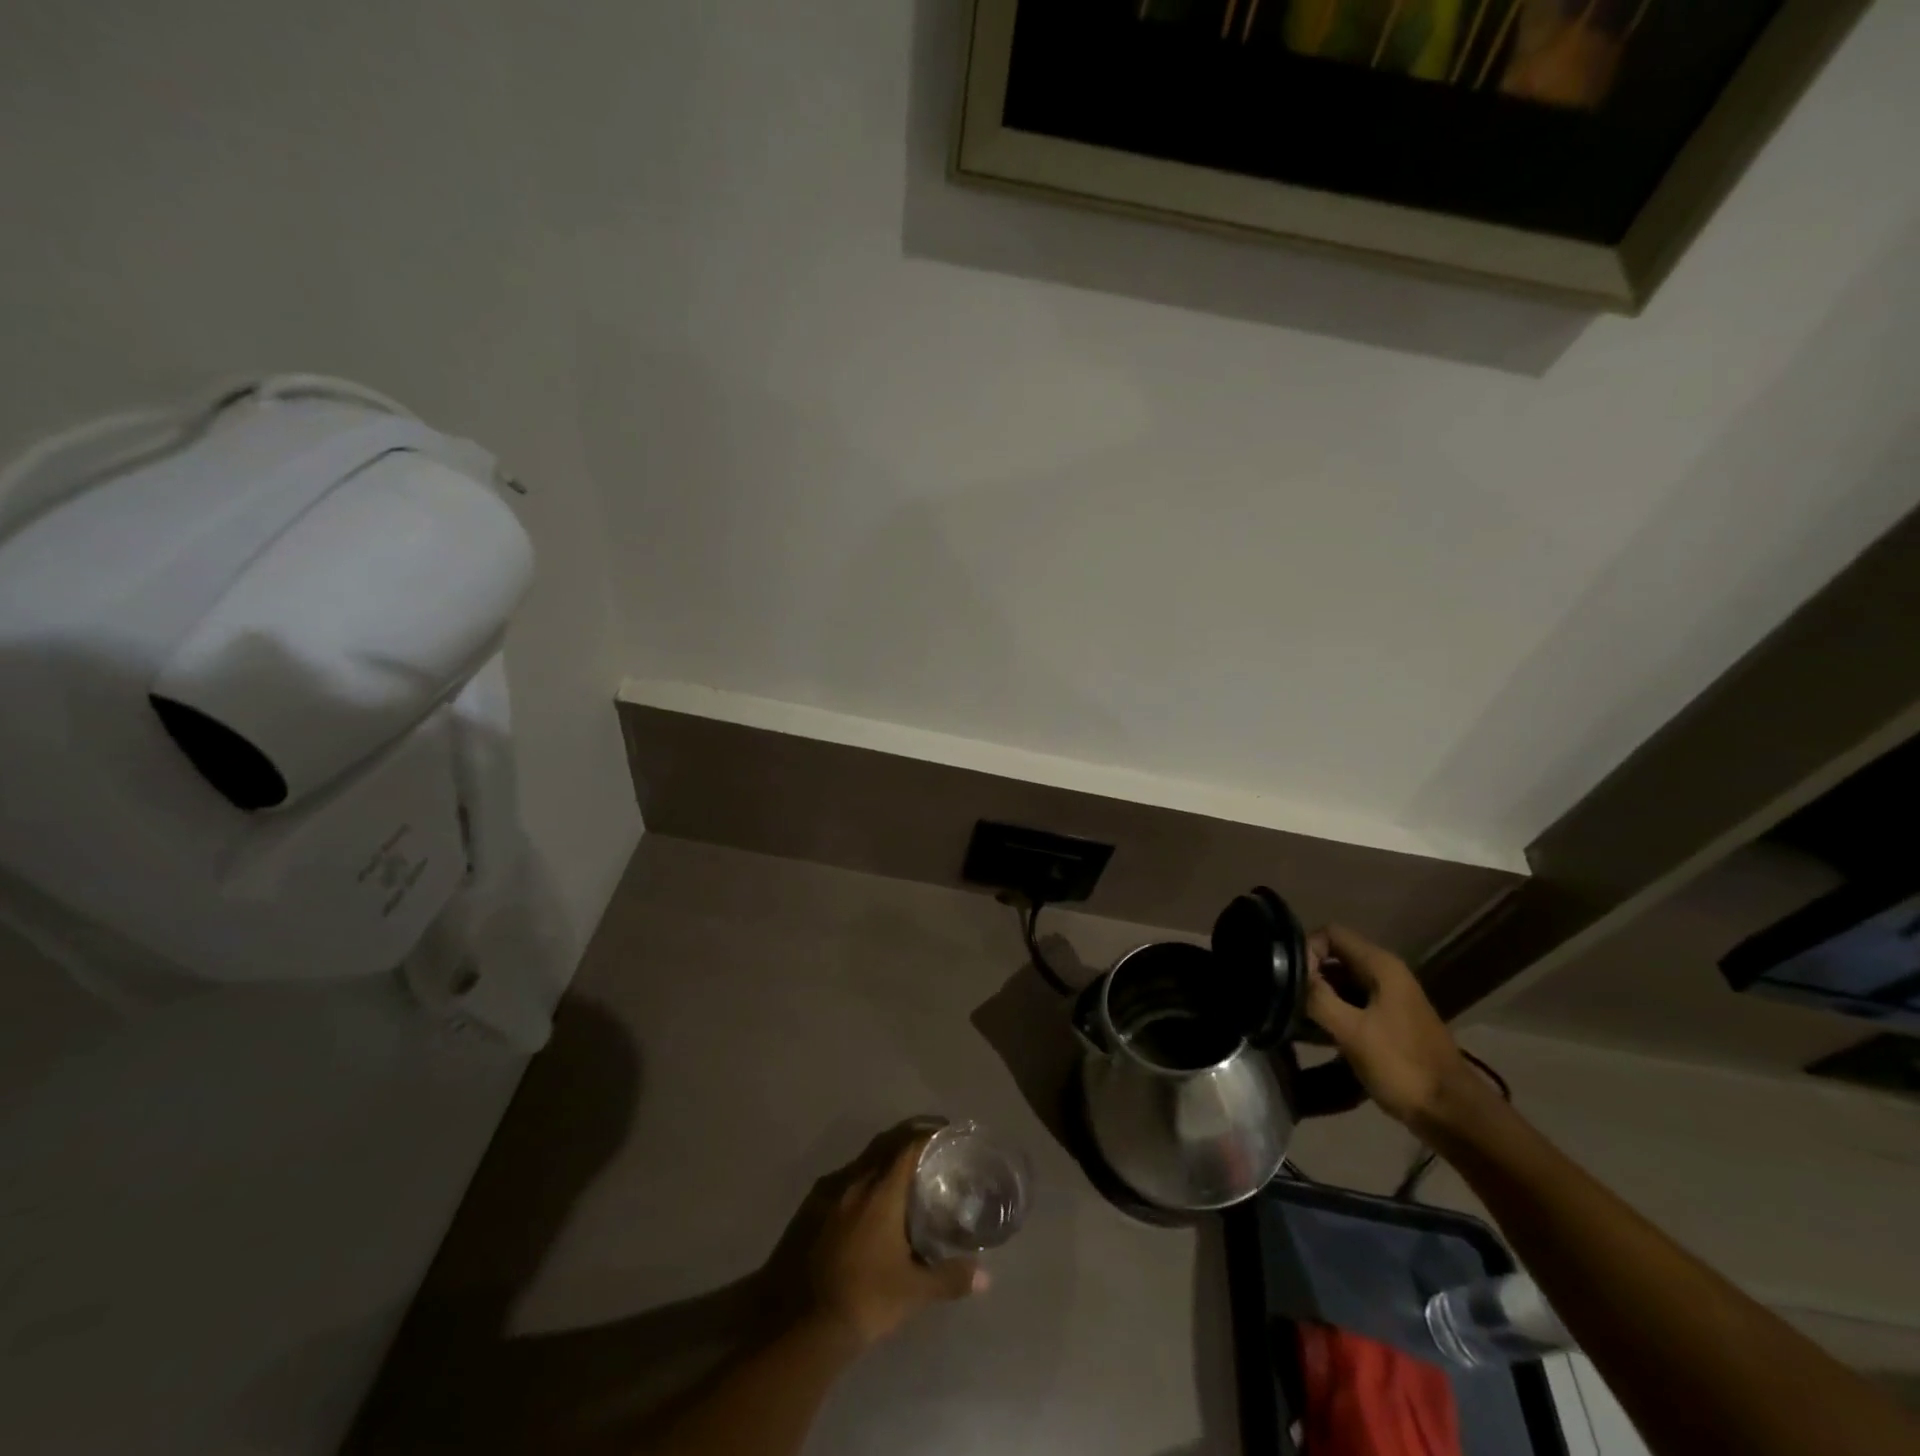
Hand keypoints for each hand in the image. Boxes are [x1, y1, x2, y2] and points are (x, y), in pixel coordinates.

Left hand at [802, 1130, 985, 1346]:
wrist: (803, 1326)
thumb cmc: (866, 1299)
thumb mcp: (914, 1292)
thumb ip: (950, 1278)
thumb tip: (985, 1278)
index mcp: (881, 1192)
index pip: (908, 1147)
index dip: (929, 1136)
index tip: (947, 1135)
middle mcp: (855, 1182)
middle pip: (885, 1146)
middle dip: (908, 1141)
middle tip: (931, 1150)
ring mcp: (829, 1194)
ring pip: (863, 1163)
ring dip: (884, 1163)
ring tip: (904, 1178)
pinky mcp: (811, 1211)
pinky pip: (845, 1182)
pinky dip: (864, 1182)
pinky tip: (870, 1204)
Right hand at [1303, 925, 1491, 1136]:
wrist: (1453, 1114)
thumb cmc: (1402, 1066)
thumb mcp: (1352, 1031)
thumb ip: (1318, 997)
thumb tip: (1289, 974)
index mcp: (1381, 966)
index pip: (1331, 934)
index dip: (1306, 949)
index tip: (1289, 980)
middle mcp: (1386, 974)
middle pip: (1334, 957)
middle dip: (1308, 975)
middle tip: (1285, 1001)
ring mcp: (1389, 999)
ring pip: (1341, 983)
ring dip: (1318, 997)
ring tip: (1293, 1019)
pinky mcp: (1388, 1022)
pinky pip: (1351, 1005)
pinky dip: (1332, 1014)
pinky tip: (1313, 1036)